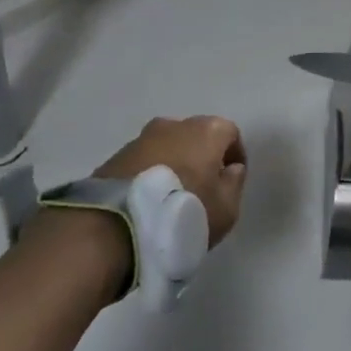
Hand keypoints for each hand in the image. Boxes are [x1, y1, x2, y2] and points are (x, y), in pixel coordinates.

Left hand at [96, 115, 247, 245]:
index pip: (230, 134)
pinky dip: (149, 174)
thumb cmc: (185, 211)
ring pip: (167, 147)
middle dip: (201, 157)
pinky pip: (142, 161)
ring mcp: (141, 138)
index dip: (234, 156)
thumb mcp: (226, 208)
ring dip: (173, 164)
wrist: (118, 226)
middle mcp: (174, 125)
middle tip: (201, 187)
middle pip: (196, 136)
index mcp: (207, 130)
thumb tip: (231, 169)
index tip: (230, 180)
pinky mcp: (115, 156)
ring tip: (170, 196)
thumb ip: (234, 183)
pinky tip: (147, 201)